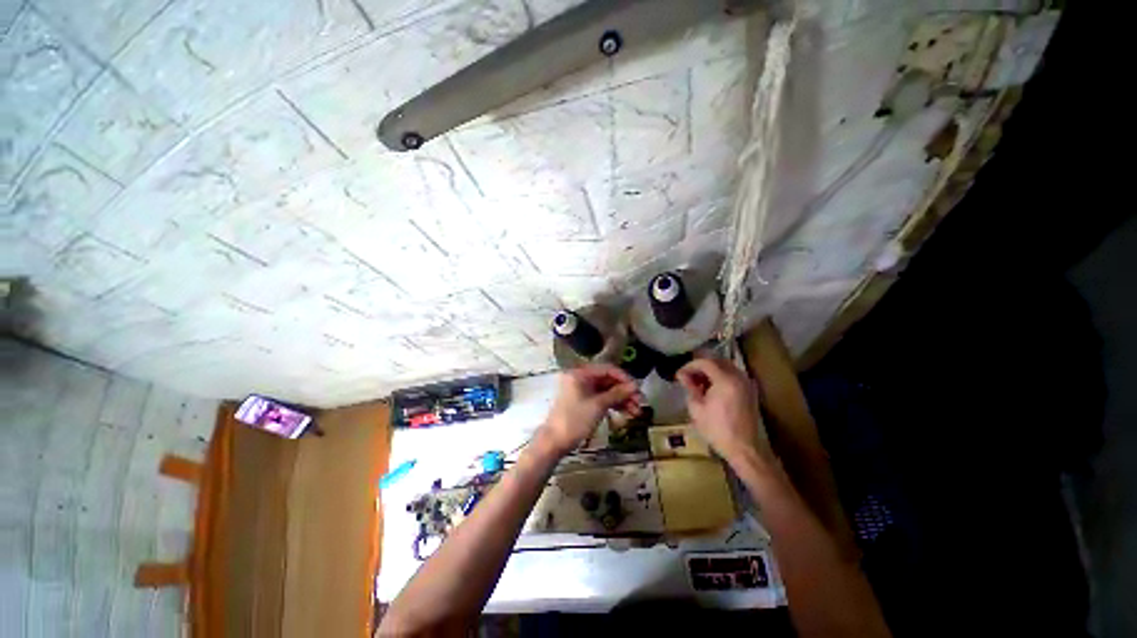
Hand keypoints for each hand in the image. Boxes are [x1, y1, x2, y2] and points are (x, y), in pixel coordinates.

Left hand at [539, 364, 641, 455]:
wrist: (554, 442)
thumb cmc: (574, 420)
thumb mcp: (598, 405)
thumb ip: (617, 393)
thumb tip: (635, 385)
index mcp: (580, 373)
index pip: (607, 369)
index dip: (624, 378)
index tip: (638, 389)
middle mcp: (581, 378)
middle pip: (608, 380)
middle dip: (625, 391)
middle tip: (640, 403)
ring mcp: (581, 390)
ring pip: (606, 391)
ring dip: (622, 400)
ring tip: (637, 412)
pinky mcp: (583, 402)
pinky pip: (601, 399)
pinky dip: (613, 405)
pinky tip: (627, 413)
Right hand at [676, 356, 765, 465]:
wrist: (745, 449)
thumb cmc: (717, 430)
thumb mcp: (696, 408)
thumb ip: (690, 387)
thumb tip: (683, 375)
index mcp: (725, 380)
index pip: (705, 362)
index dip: (690, 366)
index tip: (679, 375)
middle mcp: (738, 377)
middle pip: (716, 361)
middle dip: (700, 366)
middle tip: (687, 377)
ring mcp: (747, 383)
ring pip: (725, 367)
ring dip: (710, 371)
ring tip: (698, 383)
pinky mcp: (750, 391)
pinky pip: (733, 375)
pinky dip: (720, 376)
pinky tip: (711, 388)